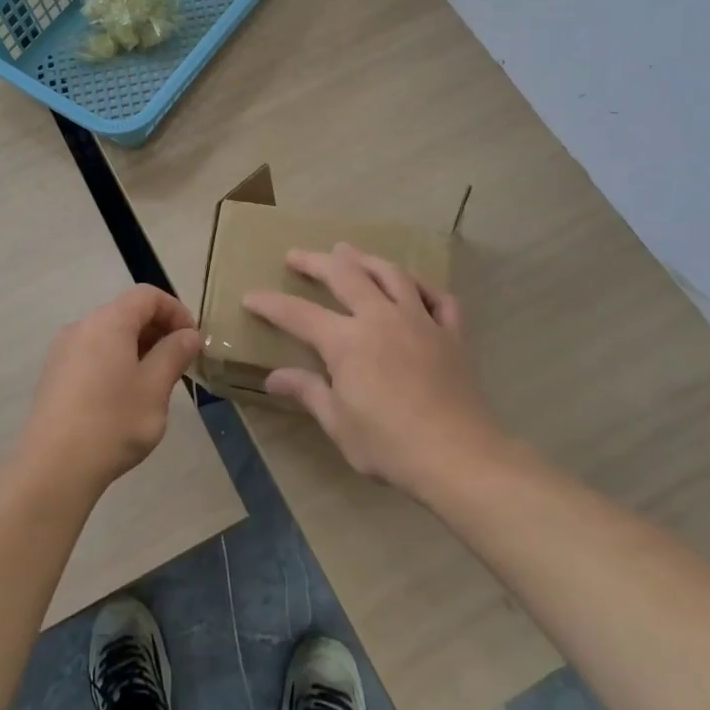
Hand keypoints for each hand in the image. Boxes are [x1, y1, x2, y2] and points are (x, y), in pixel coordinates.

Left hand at [14, 285, 202, 497]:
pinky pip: (92, 354)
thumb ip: (174, 354)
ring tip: (154, 383)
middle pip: (126, 312)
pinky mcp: (54, 375)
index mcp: (108, 322)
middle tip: (179, 364)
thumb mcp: (155, 388)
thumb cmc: (113, 422)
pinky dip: (115, 362)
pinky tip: (123, 398)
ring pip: (109, 335)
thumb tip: (188, 335)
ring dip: (137, 348)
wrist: (54, 468)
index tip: (192, 341)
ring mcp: (63, 351)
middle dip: (157, 330)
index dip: (176, 311)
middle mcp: (81, 327)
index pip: (147, 296)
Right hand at [242, 243, 502, 498]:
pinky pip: (439, 298)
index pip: (298, 314)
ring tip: (349, 252)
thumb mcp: (339, 424)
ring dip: (366, 259)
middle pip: (345, 276)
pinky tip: (413, 287)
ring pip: (391, 275)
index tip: (250, 296)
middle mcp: (381, 318)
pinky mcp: (452, 334)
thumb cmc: (390, 445)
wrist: (460, 457)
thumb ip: (308, 392)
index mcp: (347, 341)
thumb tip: (274, 378)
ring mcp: (420, 321)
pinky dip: (423, 287)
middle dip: (315, 262)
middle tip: (296, 255)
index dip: (270, 304)